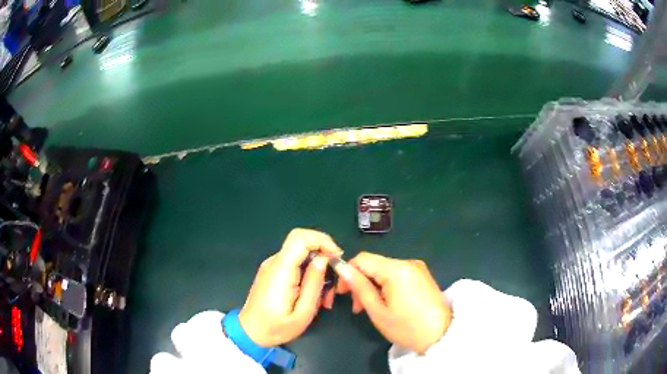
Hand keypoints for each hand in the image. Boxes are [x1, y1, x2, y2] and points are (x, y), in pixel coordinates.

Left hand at [239, 228, 342, 346]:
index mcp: (281, 270)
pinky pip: (295, 264)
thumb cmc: (276, 327)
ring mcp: (272, 266)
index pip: (300, 238)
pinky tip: (313, 295)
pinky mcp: (273, 272)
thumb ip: (314, 284)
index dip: (322, 240)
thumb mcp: (303, 313)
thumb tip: (323, 259)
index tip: (337, 258)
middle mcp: (274, 262)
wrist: (250, 333)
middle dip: (324, 258)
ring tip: (325, 297)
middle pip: (303, 244)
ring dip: (318, 270)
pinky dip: (309, 274)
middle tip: (333, 284)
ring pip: (302, 255)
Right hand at [336, 252, 451, 353]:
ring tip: (369, 308)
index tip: (342, 293)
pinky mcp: (422, 275)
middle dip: (360, 283)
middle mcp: (407, 262)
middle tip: (357, 307)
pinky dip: (386, 286)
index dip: (347, 273)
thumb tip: (341, 268)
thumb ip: (359, 287)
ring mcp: (417, 268)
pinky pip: (397, 275)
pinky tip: (386, 303)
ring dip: (373, 286)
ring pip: (384, 270)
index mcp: (396, 270)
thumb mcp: (378, 311)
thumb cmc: (407, 328)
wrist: (442, 335)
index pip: (362, 259)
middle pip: (374, 265)